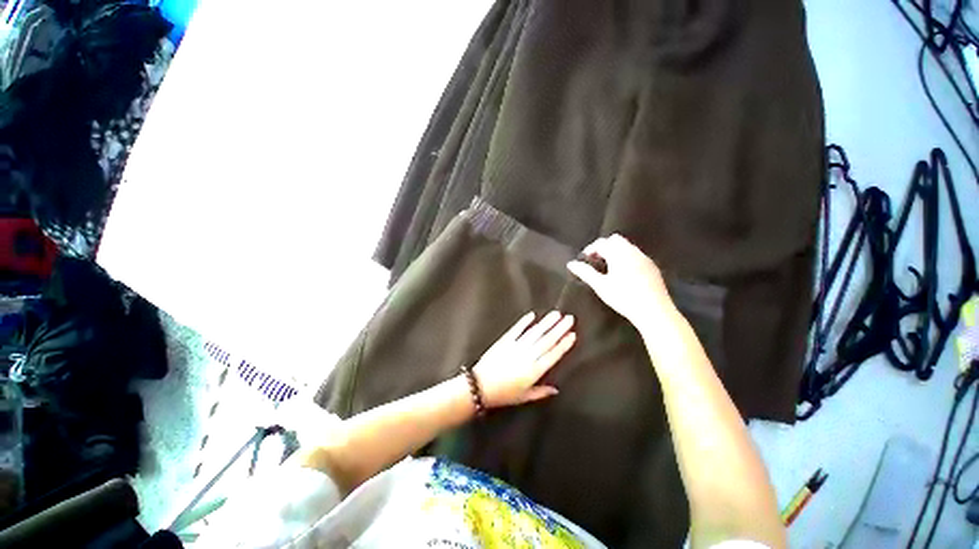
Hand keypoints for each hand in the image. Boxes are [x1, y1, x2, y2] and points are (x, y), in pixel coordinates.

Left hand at [472, 311, 575, 407]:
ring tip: (556, 314)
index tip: (572, 334)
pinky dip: (524, 322)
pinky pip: (517, 329)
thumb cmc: (503, 394)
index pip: (553, 354)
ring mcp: (516, 346)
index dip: (564, 344)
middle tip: (570, 318)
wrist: (480, 386)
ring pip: (535, 332)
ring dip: (546, 323)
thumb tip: (556, 390)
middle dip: (560, 328)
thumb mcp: (524, 397)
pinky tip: (532, 315)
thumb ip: (541, 392)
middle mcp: (528, 356)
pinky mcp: (505, 341)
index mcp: (534, 371)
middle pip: (547, 340)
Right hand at [567, 234, 674, 327]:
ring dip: (615, 252)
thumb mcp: (600, 285)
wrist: (654, 310)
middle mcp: (632, 251)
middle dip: (603, 247)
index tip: (584, 260)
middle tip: (596, 262)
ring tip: (608, 268)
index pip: (601, 243)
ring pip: (627, 246)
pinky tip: (624, 273)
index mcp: (619, 253)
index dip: (590, 249)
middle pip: (615, 240)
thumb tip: (571, 263)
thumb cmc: (623, 297)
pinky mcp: (652, 266)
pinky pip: (636, 254)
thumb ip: (585, 272)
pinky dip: (626, 258)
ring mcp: (644, 258)